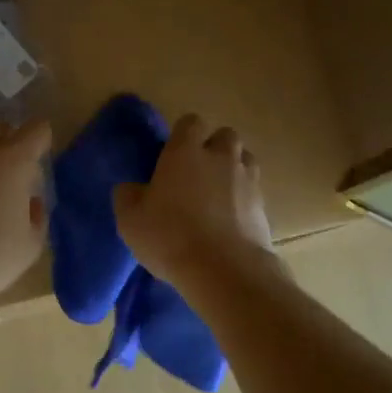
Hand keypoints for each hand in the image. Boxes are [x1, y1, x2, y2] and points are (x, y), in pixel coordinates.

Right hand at [113, 114, 273, 284]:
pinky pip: (254, 192)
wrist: (222, 269)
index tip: (172, 156)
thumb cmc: (169, 236)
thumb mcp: (130, 219)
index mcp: (185, 151)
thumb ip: (128, 195)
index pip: (190, 122)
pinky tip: (230, 222)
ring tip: (217, 196)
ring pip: (245, 160)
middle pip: (225, 136)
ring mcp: (247, 180)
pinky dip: (244, 200)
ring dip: (233, 170)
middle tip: (197, 174)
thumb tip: (131, 188)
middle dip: (214, 149)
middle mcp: (220, 157)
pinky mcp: (264, 206)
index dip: (182, 135)